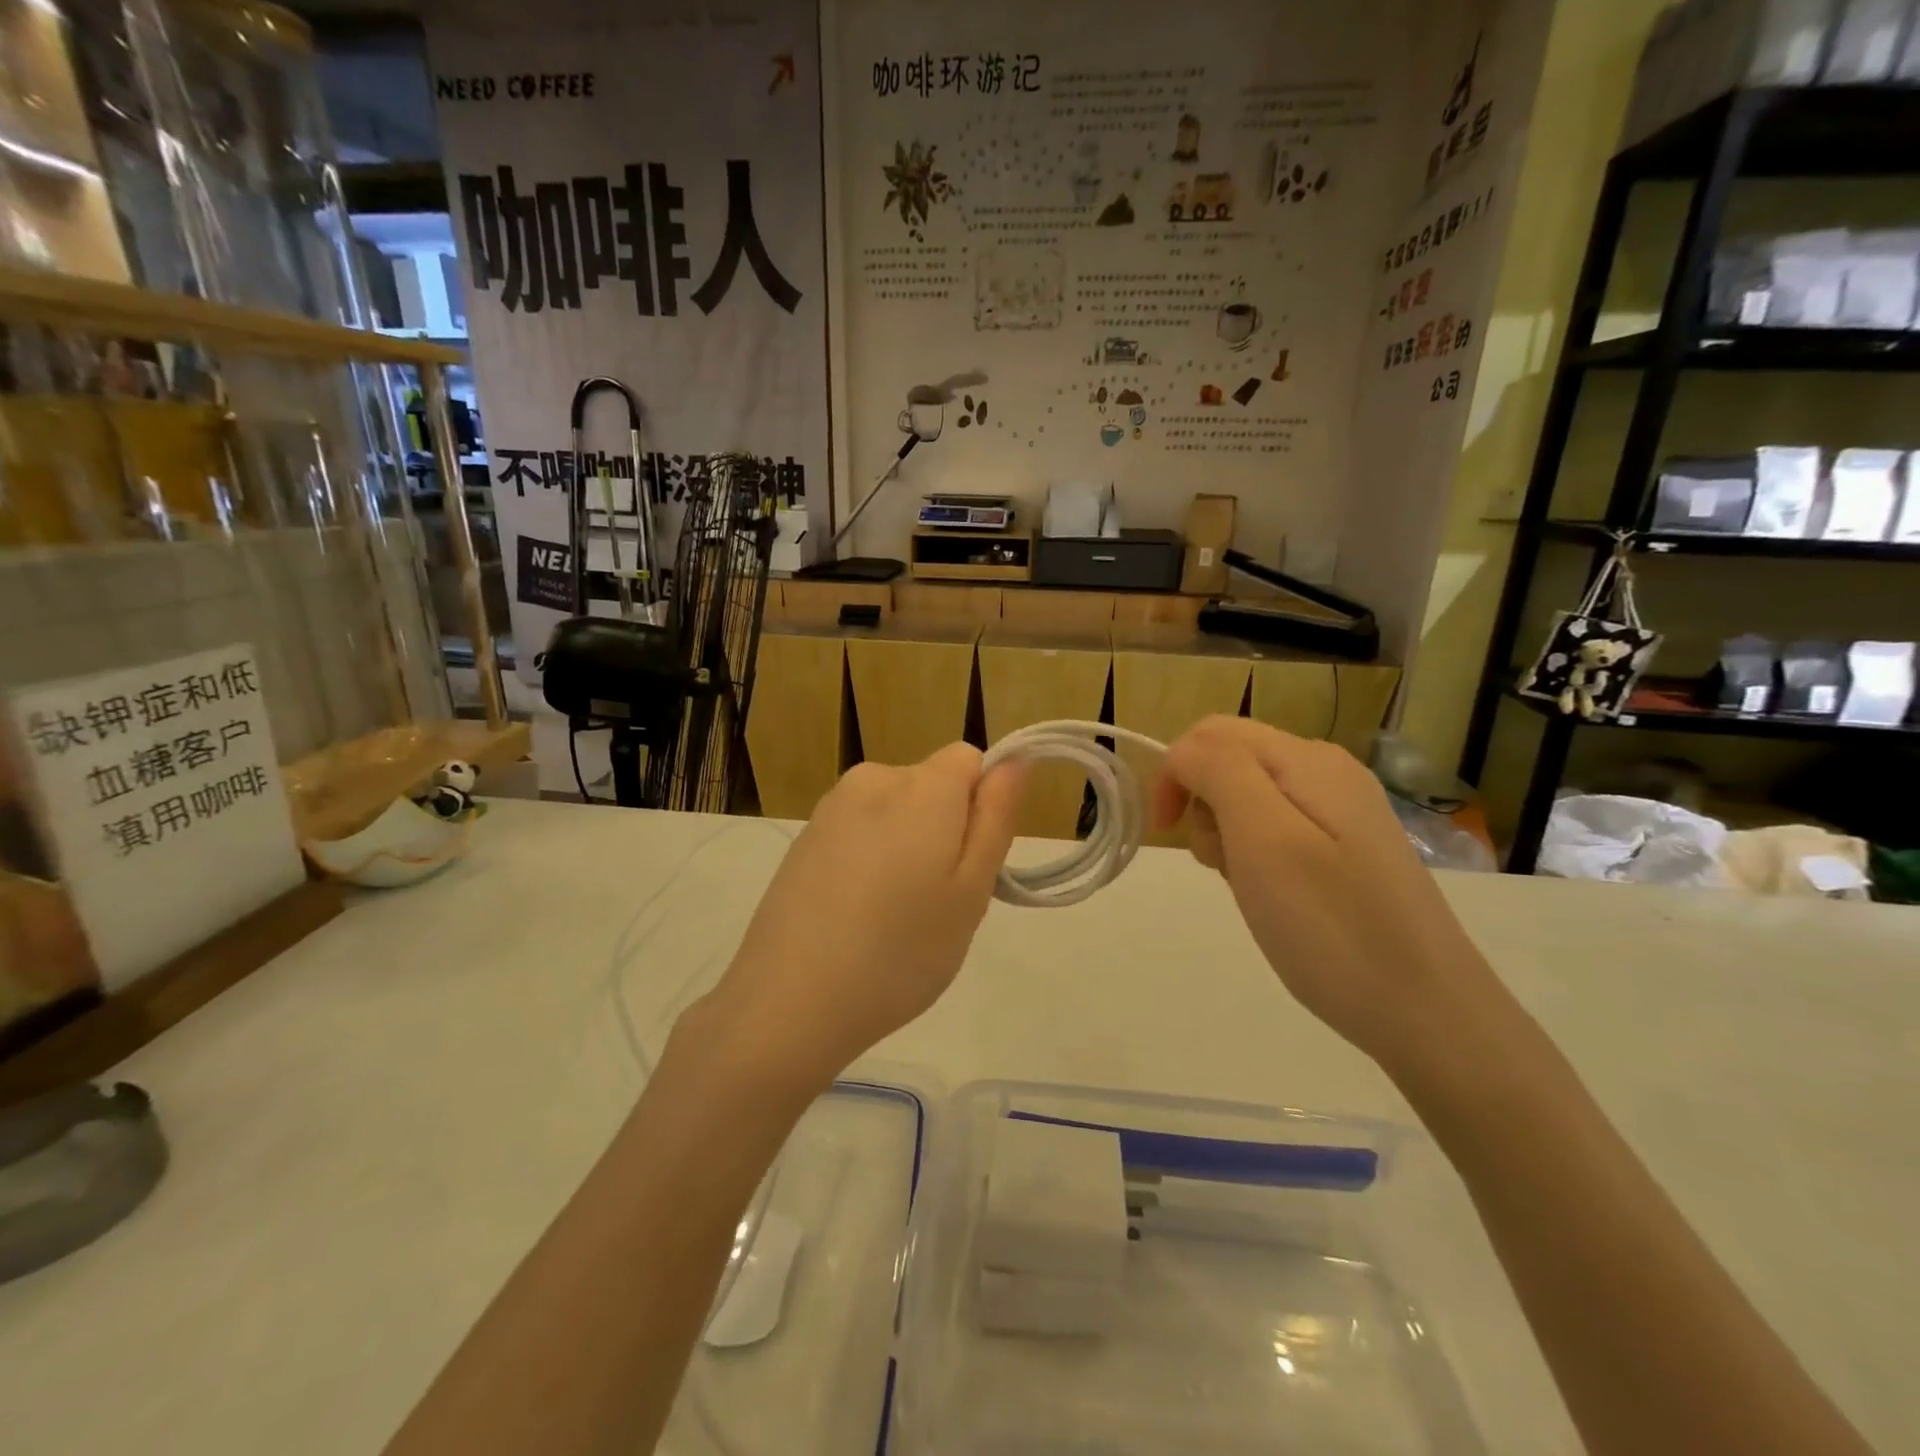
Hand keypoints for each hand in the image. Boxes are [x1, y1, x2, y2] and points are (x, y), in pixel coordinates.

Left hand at [702, 744, 1023, 1085]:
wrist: (789, 1002)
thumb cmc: (900, 951)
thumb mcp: (971, 891)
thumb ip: (996, 817)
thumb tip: (1014, 760)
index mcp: (921, 785)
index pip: (969, 760)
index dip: (981, 806)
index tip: (970, 863)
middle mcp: (872, 779)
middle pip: (931, 785)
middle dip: (945, 828)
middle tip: (936, 903)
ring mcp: (830, 809)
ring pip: (895, 811)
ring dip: (906, 846)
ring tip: (893, 916)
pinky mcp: (803, 839)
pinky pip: (858, 832)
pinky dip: (869, 860)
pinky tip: (855, 916)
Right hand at [1149, 717, 1497, 1069]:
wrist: (1428, 1013)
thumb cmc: (1332, 926)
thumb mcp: (1264, 839)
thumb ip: (1219, 772)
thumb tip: (1184, 750)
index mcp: (1307, 759)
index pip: (1212, 733)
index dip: (1175, 772)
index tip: (1165, 832)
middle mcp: (1327, 771)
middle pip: (1231, 759)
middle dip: (1203, 804)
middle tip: (1219, 866)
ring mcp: (1342, 810)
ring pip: (1249, 795)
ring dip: (1226, 832)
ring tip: (1247, 886)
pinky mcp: (1347, 848)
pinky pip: (1277, 827)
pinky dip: (1254, 853)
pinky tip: (1271, 894)